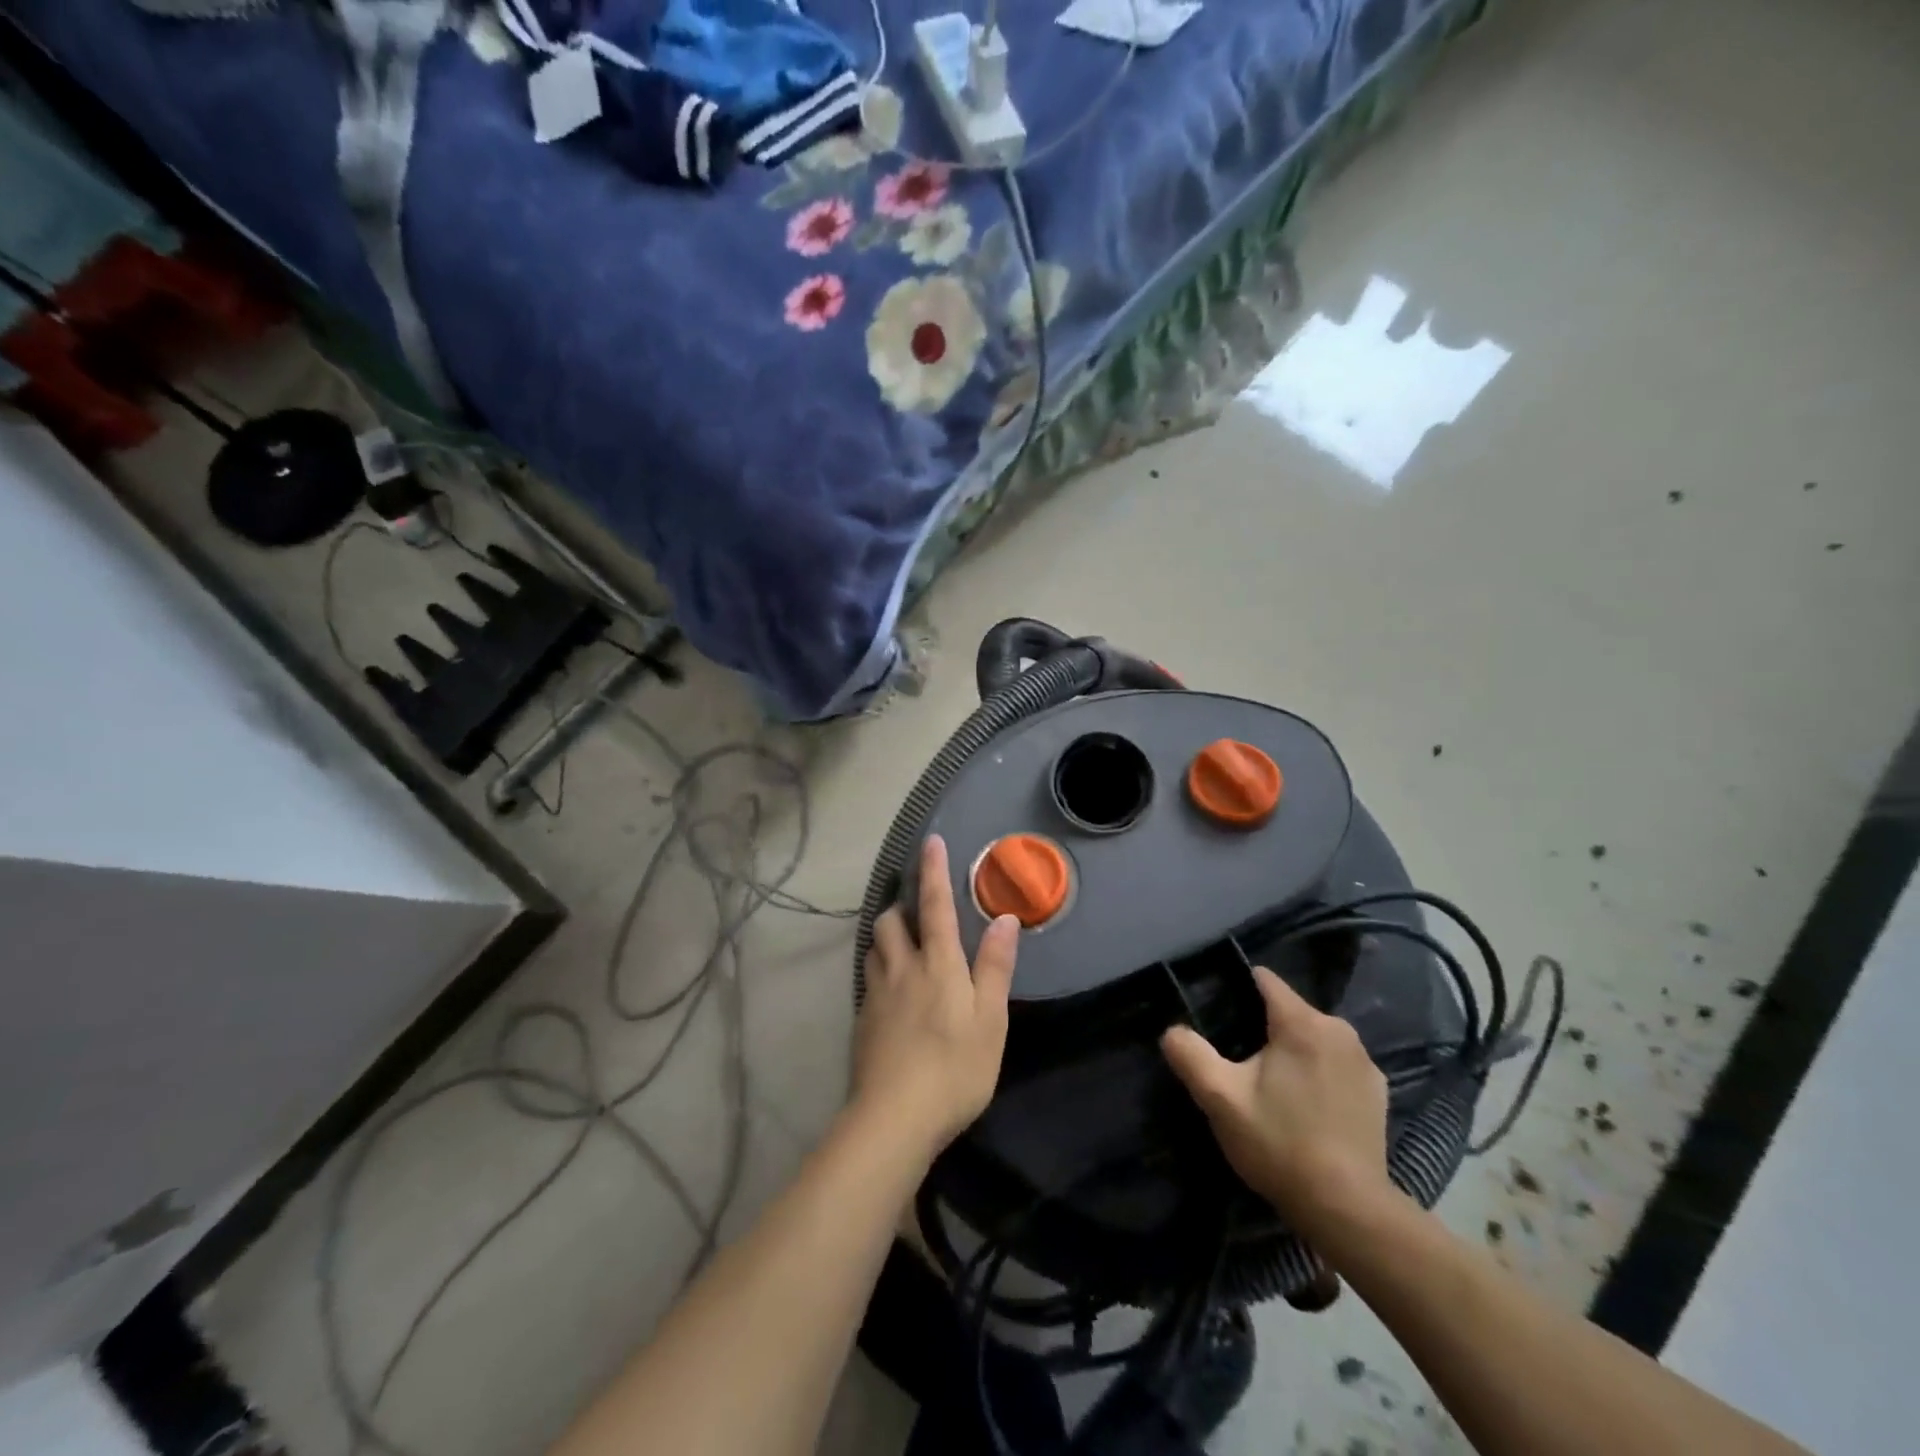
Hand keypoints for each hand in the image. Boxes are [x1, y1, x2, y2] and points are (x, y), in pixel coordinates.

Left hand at [854, 836, 1019, 1158]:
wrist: (894, 1118)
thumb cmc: (955, 1068)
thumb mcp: (990, 1020)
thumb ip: (995, 967)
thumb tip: (1004, 918)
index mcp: (938, 964)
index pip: (935, 905)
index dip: (933, 871)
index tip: (931, 842)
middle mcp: (902, 969)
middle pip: (890, 922)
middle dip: (900, 908)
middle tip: (916, 913)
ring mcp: (876, 995)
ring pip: (874, 949)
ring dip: (886, 938)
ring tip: (902, 947)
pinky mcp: (861, 1022)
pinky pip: (868, 981)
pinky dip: (879, 972)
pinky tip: (890, 994)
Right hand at [1161, 966, 1392, 1234]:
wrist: (1348, 1210)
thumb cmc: (1280, 1144)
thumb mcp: (1220, 1099)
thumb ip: (1190, 1054)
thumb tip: (1172, 1031)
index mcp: (1302, 1022)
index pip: (1264, 980)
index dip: (1236, 989)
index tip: (1218, 1014)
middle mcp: (1340, 1030)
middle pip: (1289, 1010)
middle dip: (1263, 1026)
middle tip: (1239, 1062)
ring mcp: (1364, 1062)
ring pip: (1314, 1037)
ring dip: (1292, 1051)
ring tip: (1272, 1086)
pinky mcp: (1378, 1092)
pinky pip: (1336, 1064)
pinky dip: (1319, 1073)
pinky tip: (1306, 1107)